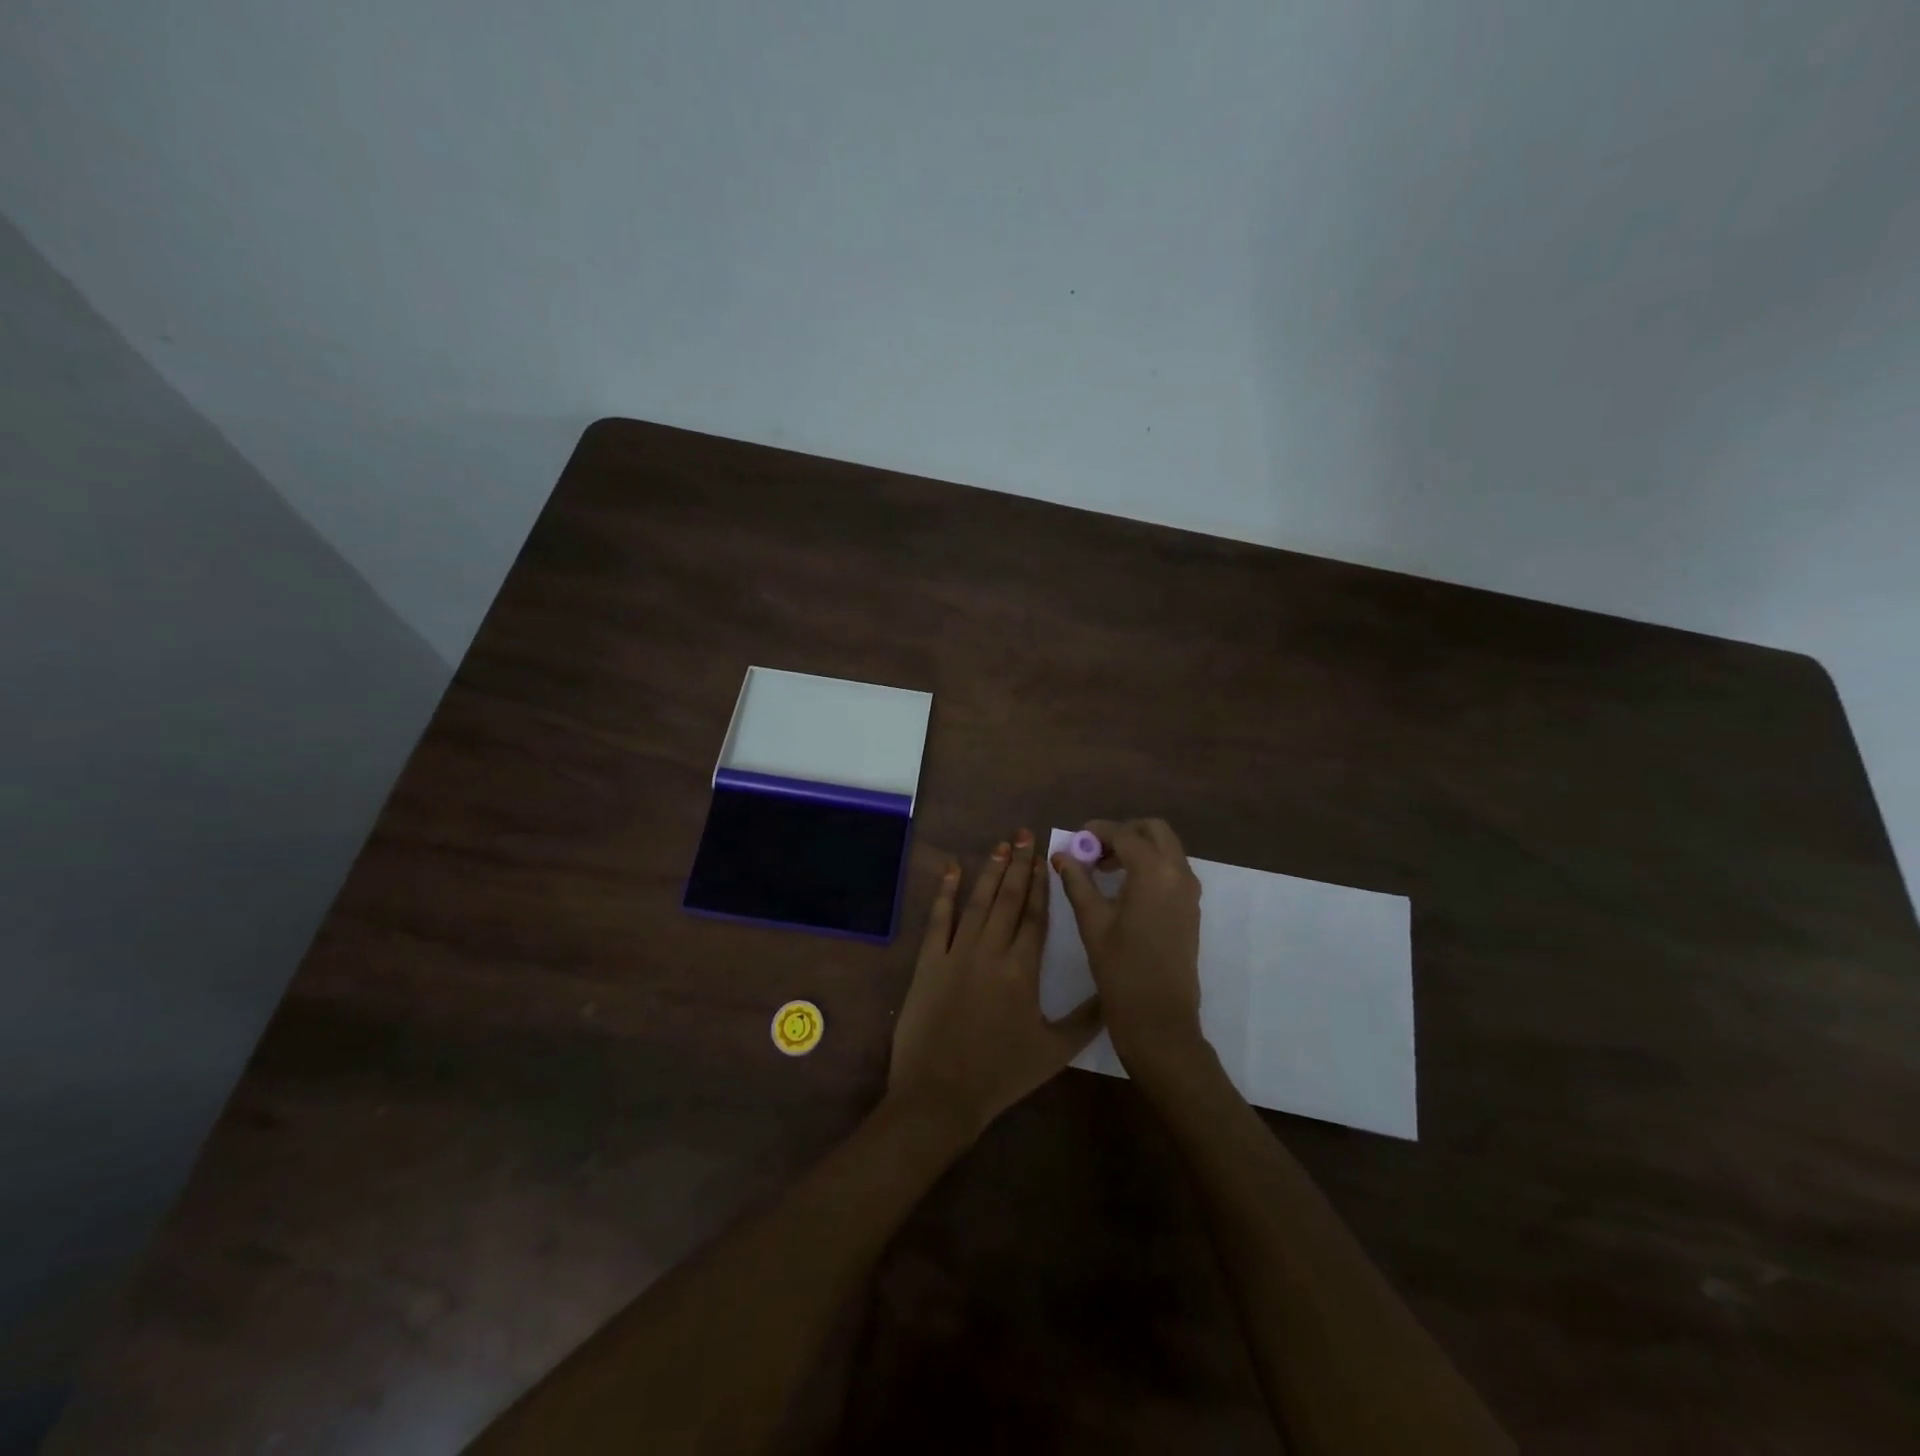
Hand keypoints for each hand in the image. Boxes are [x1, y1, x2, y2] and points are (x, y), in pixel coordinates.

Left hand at [888, 829, 1102, 1138]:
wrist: (940, 1095)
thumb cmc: (1000, 1075)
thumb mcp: (1053, 1052)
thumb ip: (1086, 1020)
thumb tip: (1114, 993)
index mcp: (1022, 970)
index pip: (1034, 916)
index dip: (1040, 885)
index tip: (1045, 858)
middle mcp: (990, 951)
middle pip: (1007, 899)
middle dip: (1018, 865)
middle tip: (1024, 834)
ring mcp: (956, 953)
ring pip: (977, 902)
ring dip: (990, 871)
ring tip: (1000, 845)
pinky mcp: (928, 962)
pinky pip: (938, 920)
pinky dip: (945, 893)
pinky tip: (952, 870)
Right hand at [1051, 818, 1204, 1070]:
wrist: (1159, 1019)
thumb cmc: (1120, 970)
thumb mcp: (1092, 921)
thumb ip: (1077, 881)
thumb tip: (1061, 854)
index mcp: (1154, 872)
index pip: (1124, 834)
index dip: (1097, 831)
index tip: (1075, 838)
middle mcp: (1178, 873)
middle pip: (1154, 831)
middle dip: (1124, 832)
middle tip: (1094, 851)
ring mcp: (1189, 891)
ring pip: (1166, 849)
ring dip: (1138, 848)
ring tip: (1103, 869)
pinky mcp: (1190, 908)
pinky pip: (1172, 870)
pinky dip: (1150, 865)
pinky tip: (1123, 888)